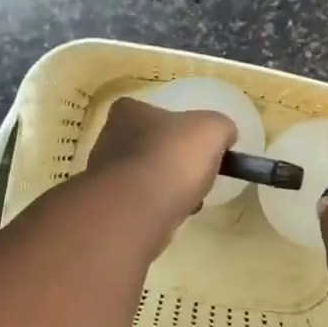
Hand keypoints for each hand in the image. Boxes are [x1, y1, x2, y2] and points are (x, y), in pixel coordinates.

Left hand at [86, 96, 236, 225]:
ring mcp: (104, 175)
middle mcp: (108, 139)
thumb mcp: (213, 129)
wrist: (140, 209)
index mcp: (127, 112)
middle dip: (172, 161)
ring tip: (190, 199)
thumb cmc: (173, 157)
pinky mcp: (109, 207)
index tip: (196, 145)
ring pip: (144, 177)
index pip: (151, 112)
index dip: (177, 127)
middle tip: (196, 174)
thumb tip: (224, 135)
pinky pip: (140, 204)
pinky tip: (174, 215)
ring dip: (166, 187)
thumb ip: (221, 127)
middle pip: (148, 147)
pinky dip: (158, 208)